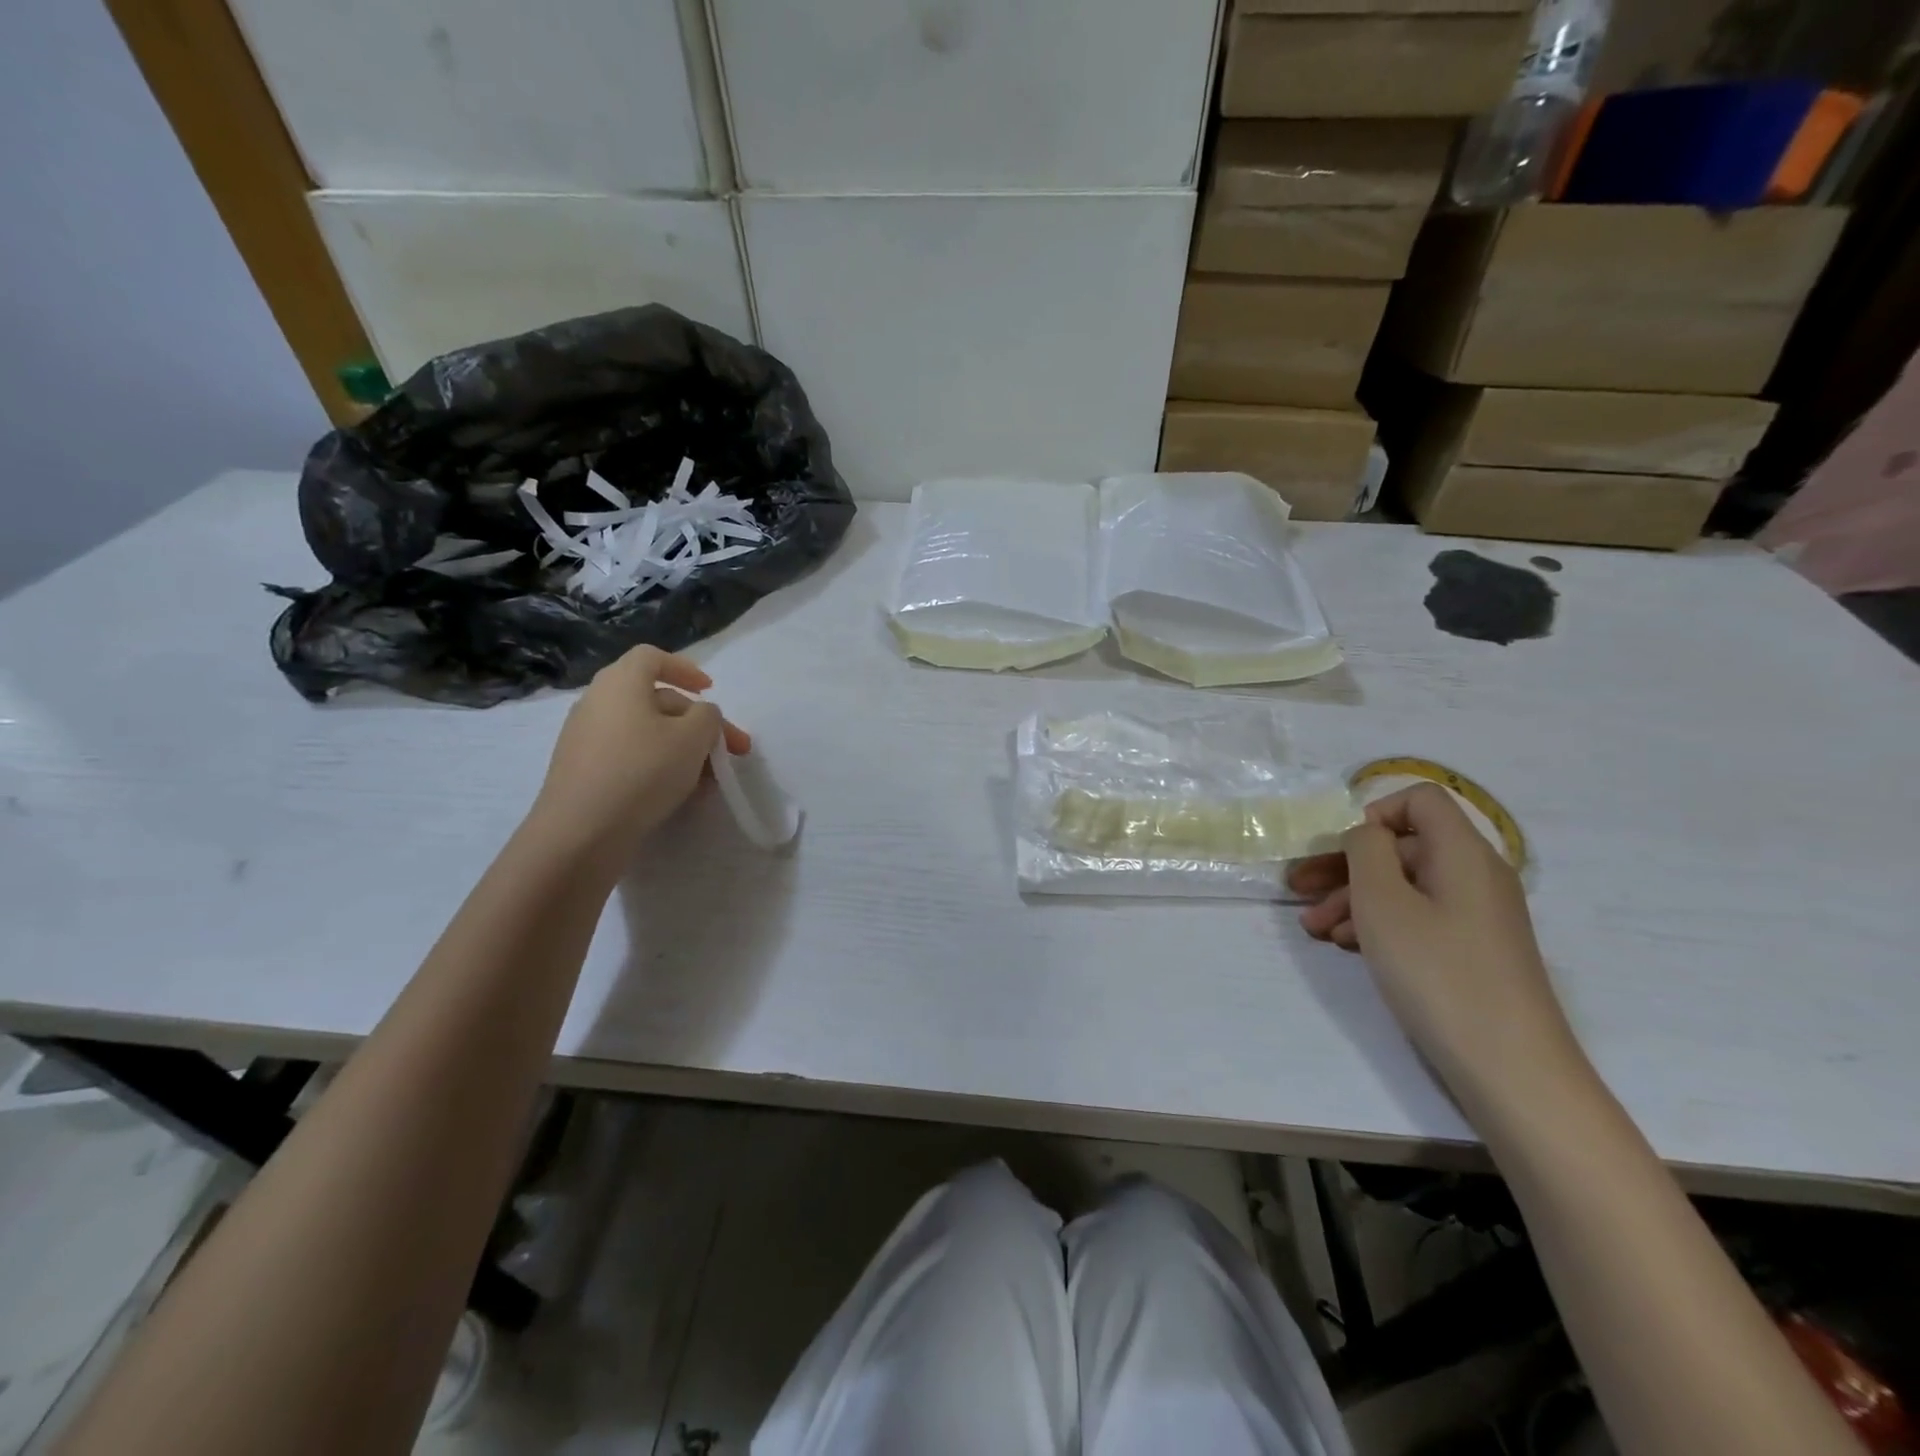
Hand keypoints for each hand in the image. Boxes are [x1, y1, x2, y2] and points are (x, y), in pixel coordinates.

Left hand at [528, 647, 749, 863]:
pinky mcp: (583, 770)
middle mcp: (598, 702)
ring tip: (710, 779)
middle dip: (699, 723)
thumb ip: (708, 717)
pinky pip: (629, 755)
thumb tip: (701, 715)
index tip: (710, 691)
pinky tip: (680, 793)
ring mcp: (586, 738)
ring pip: (646, 732)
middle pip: (656, 700)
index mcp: (621, 683)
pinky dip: (658, 765)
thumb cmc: (642, 771)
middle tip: (731, 750)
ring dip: (683, 748)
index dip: (685, 669)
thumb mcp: (693, 738)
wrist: (580, 832)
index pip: (653, 657)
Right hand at [1288, 784, 1589, 1119]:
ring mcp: (1477, 915)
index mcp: (1462, 852)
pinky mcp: (1472, 949)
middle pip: (1403, 846)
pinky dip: (1380, 923)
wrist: (1509, 1067)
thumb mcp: (1382, 901)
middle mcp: (1475, 875)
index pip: (1420, 799)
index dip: (1375, 812)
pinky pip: (1419, 916)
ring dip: (1353, 898)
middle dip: (1345, 864)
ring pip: (1405, 885)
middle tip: (1297, 889)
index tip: (1341, 849)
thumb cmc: (1437, 971)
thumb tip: (1366, 833)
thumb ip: (1365, 849)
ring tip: (1313, 928)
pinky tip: (1346, 946)